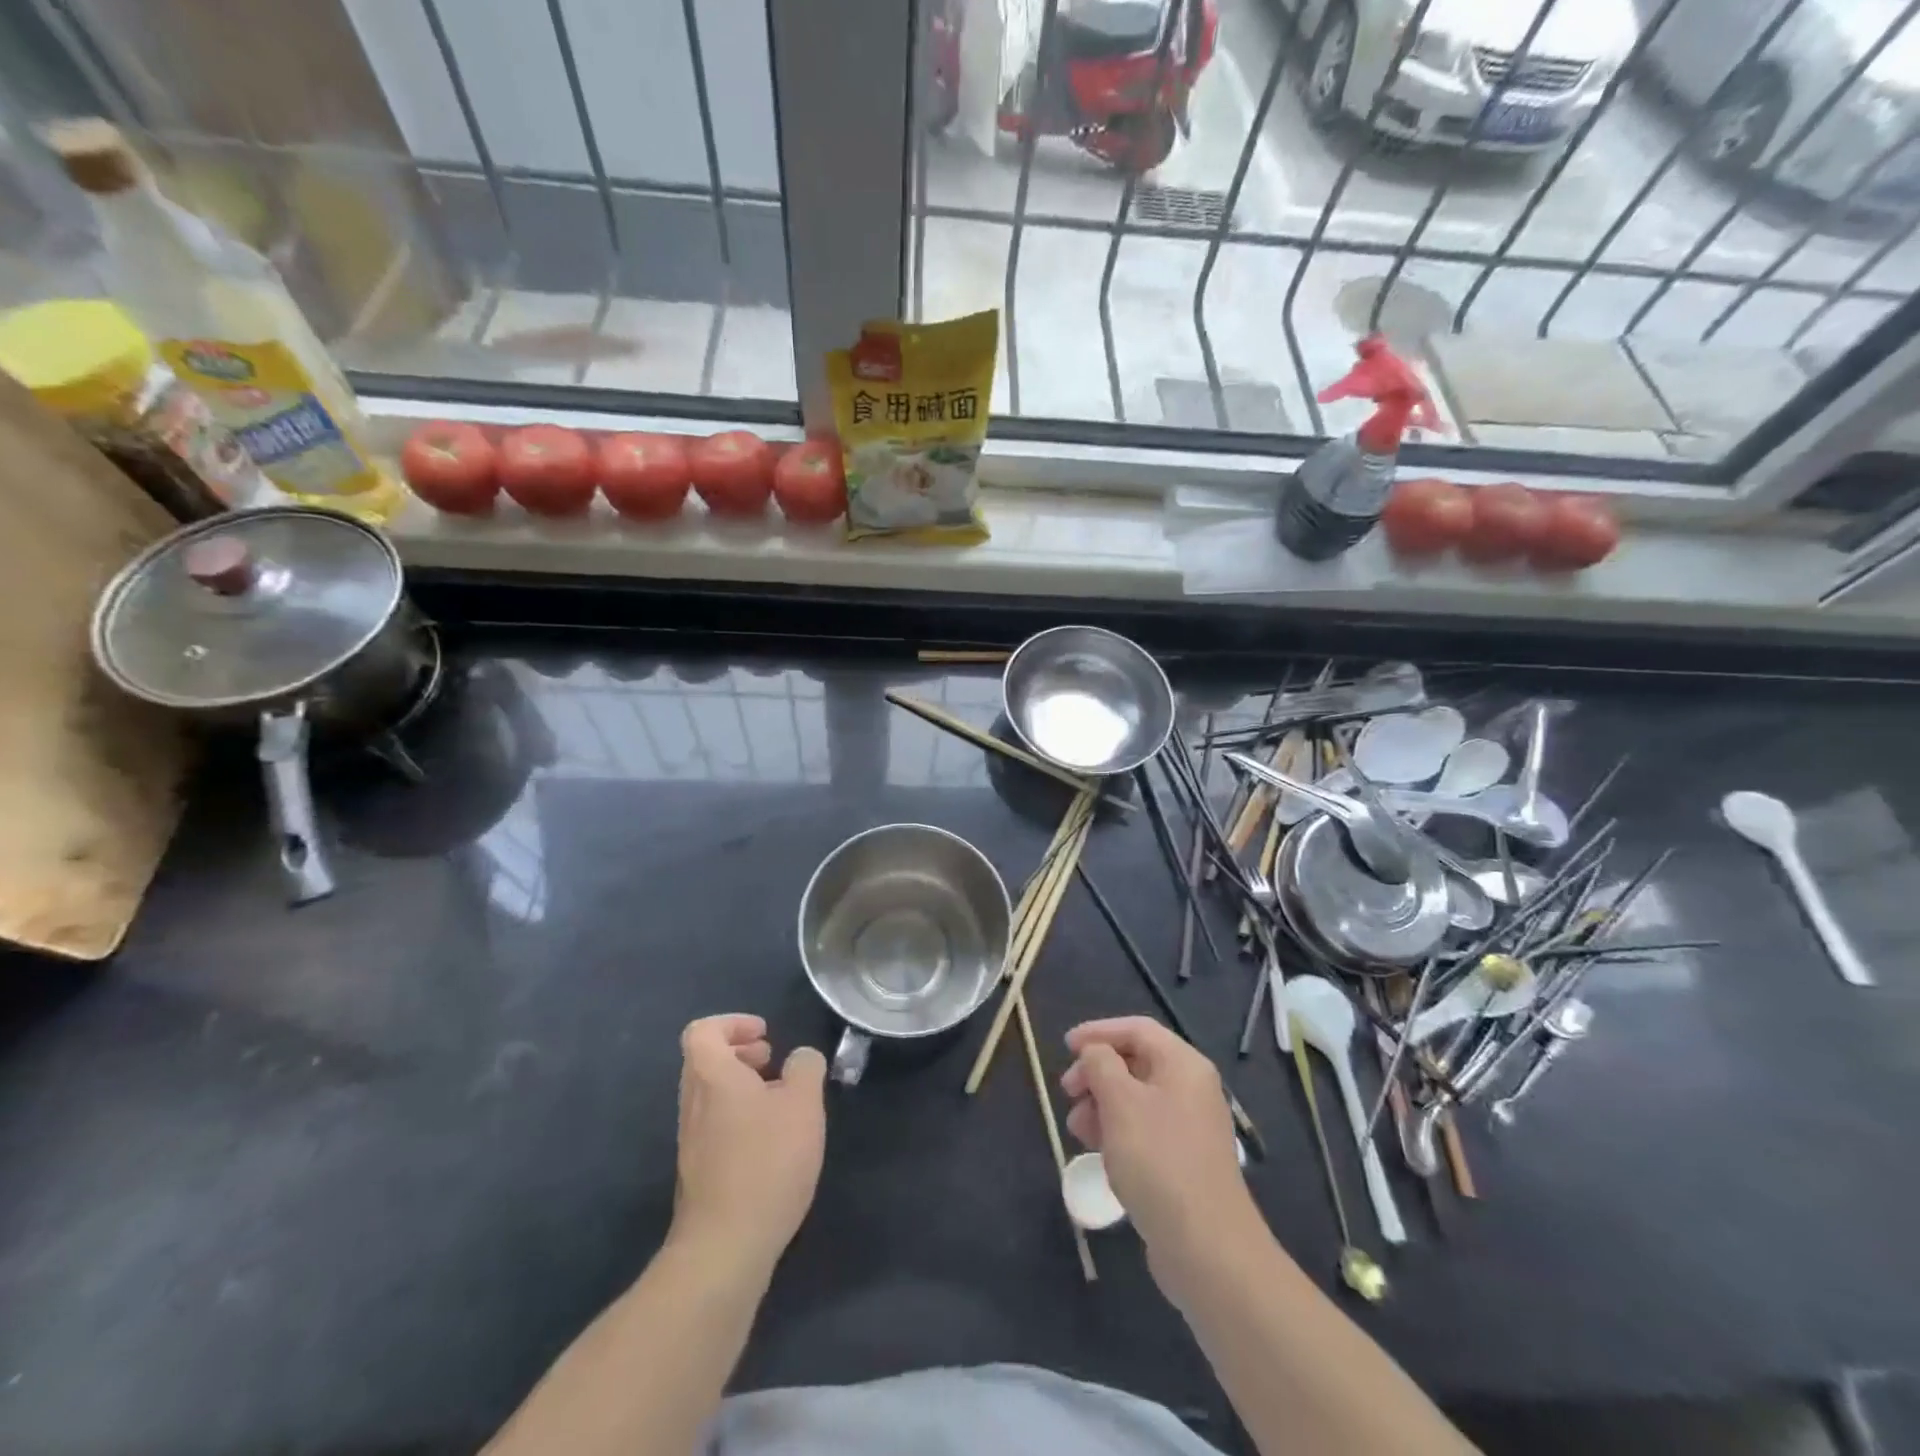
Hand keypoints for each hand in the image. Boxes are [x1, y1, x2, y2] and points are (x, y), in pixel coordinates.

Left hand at [672, 1014, 825, 1271]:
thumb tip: (799, 1060)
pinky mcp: (698, 1170)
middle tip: (772, 1061)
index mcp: (712, 1076)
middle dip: (740, 1051)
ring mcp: (691, 1139)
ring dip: (741, 1084)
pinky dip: (739, 1115)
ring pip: (710, 1092)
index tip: (765, 1034)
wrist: (725, 1246)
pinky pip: (714, 1123)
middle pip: (704, 1059)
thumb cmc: (767, 1161)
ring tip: (779, 1100)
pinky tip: (771, 1140)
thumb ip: (806, 1068)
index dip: (733, 1023)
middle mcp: (693, 1102)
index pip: (703, 1031)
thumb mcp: (804, 1104)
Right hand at [1061, 1017, 1254, 1261]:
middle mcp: (1191, 1089)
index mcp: (1183, 1064)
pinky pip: (1143, 1130)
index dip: (1098, 1032)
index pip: (1136, 1029)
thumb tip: (1094, 1052)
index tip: (1065, 1047)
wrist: (1207, 1248)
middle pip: (1136, 1063)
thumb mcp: (1120, 1102)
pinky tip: (1097, 1151)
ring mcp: (1189, 1127)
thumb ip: (1100, 1064)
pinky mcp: (1183, 1162)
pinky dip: (1116, 1131)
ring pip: (1136, 1099)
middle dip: (1096, 1072)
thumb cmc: (1159, 1160)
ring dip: (1101, 1104)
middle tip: (1067, 1091)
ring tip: (1076, 1128)